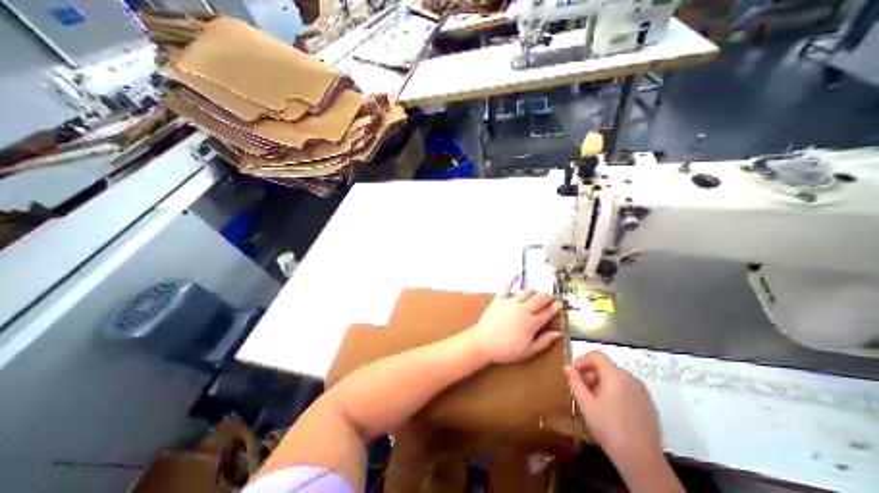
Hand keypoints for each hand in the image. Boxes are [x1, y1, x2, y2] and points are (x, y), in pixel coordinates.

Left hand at [466, 276, 562, 362]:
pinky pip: (507, 286)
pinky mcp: (499, 298)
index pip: (548, 312)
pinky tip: (517, 275)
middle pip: (540, 298)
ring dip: (534, 292)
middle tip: (550, 298)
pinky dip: (512, 280)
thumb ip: (544, 341)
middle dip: (548, 297)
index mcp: (532, 322)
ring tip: (536, 294)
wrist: (483, 342)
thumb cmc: (506, 350)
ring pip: (527, 291)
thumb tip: (558, 332)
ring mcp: (511, 302)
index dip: (556, 307)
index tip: (559, 304)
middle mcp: (523, 309)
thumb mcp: (528, 351)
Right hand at [566, 352, 662, 467]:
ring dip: (601, 383)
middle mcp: (631, 379)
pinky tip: (609, 410)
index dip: (582, 360)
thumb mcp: (585, 403)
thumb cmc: (609, 427)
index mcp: (616, 375)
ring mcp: (642, 392)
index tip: (572, 373)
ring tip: (592, 401)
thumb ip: (575, 382)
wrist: (642, 461)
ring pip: (616, 379)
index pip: (597, 356)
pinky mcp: (648, 405)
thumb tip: (568, 368)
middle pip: (606, 367)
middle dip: (590, 374)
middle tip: (580, 390)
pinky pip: (626, 389)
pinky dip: (614, 392)